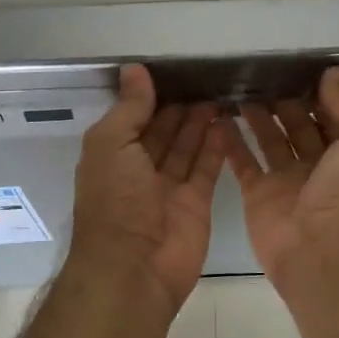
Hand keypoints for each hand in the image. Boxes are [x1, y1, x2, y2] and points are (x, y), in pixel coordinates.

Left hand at [70, 65, 224, 311]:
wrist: (134, 268)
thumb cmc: (115, 200)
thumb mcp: (111, 144)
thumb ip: (128, 107)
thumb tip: (134, 69)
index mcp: (112, 155)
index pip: (133, 118)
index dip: (151, 96)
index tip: (174, 70)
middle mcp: (139, 170)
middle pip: (162, 131)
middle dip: (180, 107)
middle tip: (205, 79)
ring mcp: (168, 188)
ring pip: (186, 147)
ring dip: (200, 122)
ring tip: (220, 93)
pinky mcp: (195, 203)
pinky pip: (206, 168)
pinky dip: (216, 146)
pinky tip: (226, 121)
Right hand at [225, 67, 338, 295]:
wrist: (324, 252)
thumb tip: (332, 73)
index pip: (331, 112)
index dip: (314, 90)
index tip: (291, 64)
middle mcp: (319, 163)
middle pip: (298, 123)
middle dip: (282, 99)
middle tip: (258, 72)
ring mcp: (286, 179)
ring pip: (269, 139)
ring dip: (255, 115)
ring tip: (236, 86)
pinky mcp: (258, 193)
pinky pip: (242, 161)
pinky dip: (230, 140)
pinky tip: (217, 116)